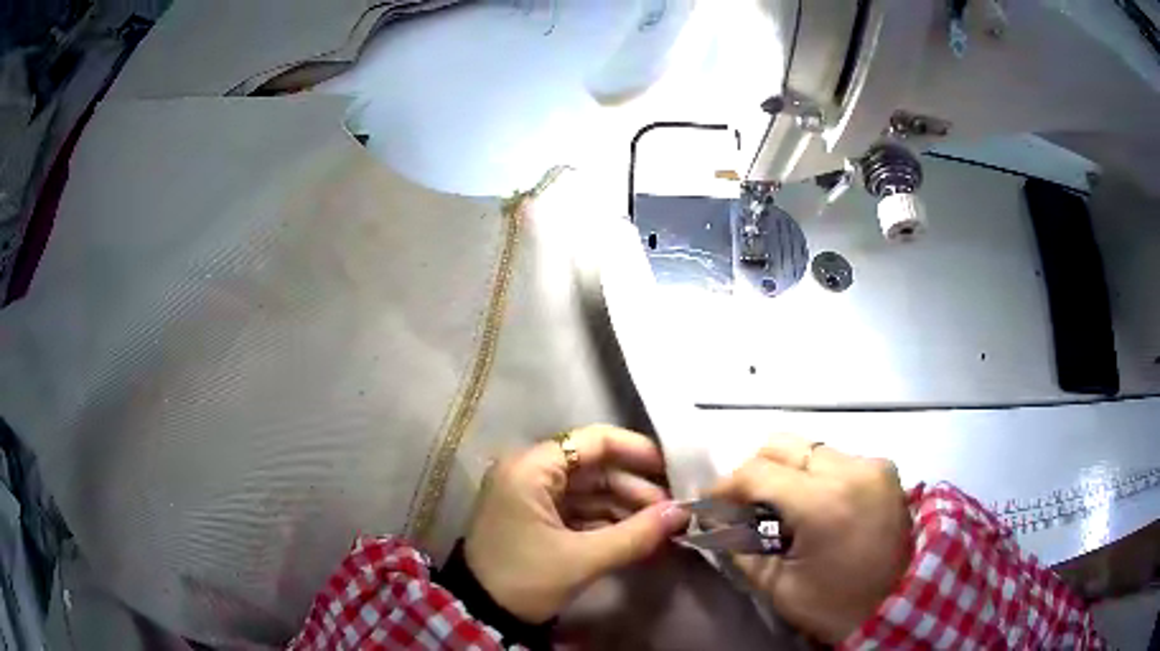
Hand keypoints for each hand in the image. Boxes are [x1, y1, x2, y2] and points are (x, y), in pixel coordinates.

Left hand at [464, 425, 690, 622]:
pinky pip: (579, 510)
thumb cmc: (524, 579)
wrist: (480, 613)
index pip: (592, 441)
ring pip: (589, 490)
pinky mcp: (535, 518)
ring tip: (662, 527)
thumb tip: (681, 513)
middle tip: (673, 509)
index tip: (672, 470)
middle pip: (594, 467)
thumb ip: (635, 534)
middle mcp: (529, 472)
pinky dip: (607, 521)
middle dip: (635, 488)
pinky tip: (637, 536)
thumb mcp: (581, 559)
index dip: (636, 451)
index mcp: (530, 468)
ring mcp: (531, 496)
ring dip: (625, 507)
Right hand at [708, 433, 911, 643]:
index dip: (725, 485)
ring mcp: (873, 464)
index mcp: (825, 503)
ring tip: (776, 506)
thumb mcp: (779, 586)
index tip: (709, 504)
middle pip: (783, 444)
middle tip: (741, 503)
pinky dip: (812, 474)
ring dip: (784, 470)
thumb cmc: (836, 605)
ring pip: (809, 447)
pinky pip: (835, 457)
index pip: (758, 472)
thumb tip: (716, 523)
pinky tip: (810, 504)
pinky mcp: (884, 469)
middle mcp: (852, 469)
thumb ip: (741, 548)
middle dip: (753, 470)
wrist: (900, 603)